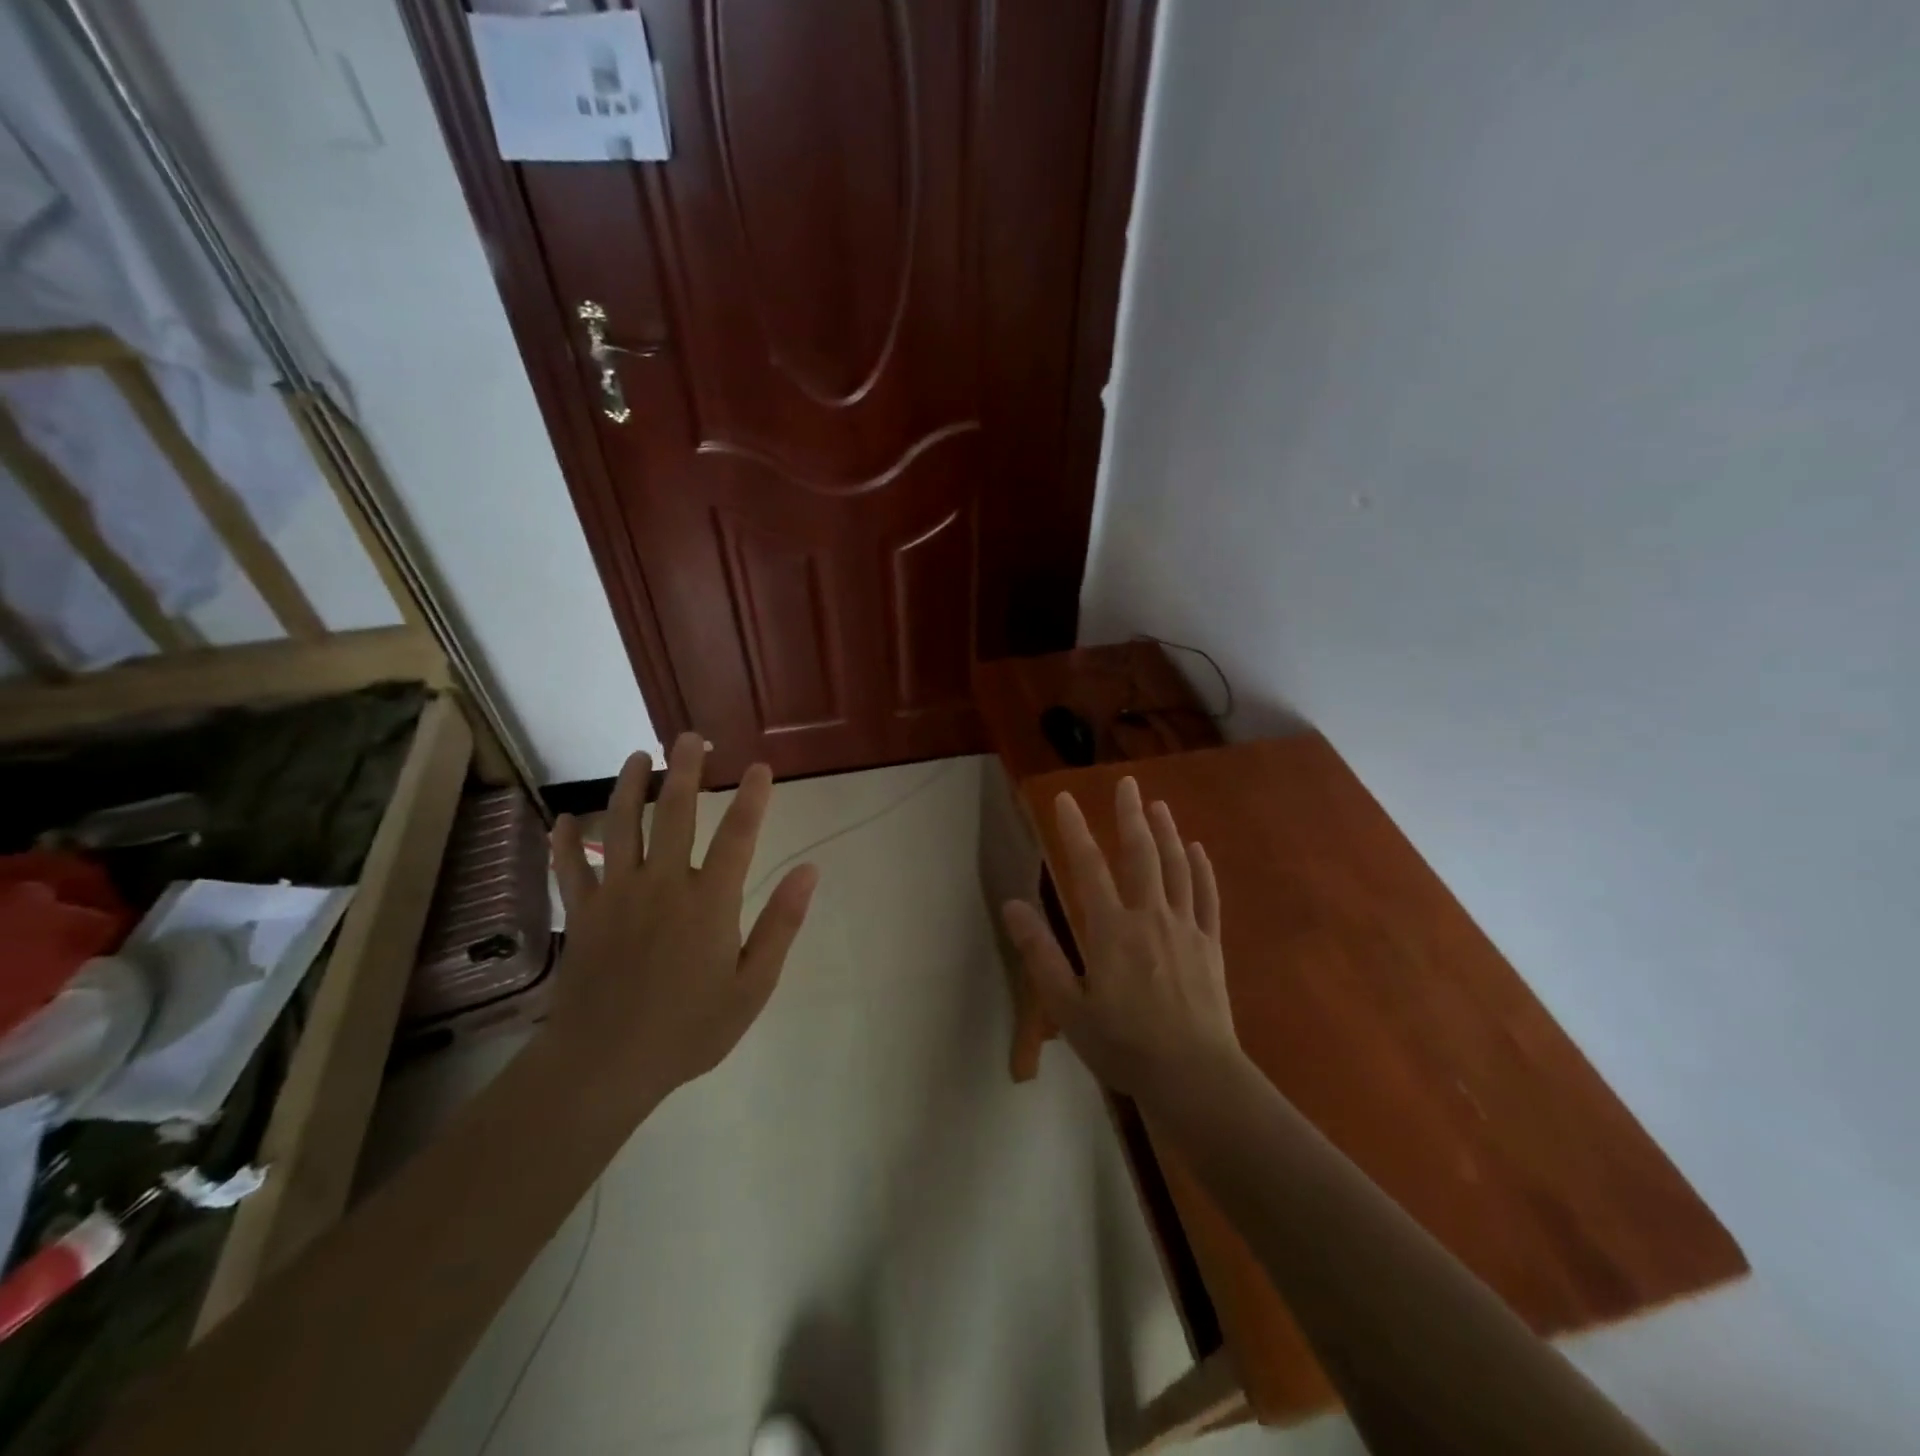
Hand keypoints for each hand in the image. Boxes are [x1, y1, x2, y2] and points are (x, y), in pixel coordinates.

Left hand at [548, 732, 817, 1112]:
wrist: (605, 1065)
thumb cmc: (689, 1029)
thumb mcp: (753, 986)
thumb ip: (781, 924)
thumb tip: (809, 870)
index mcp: (709, 901)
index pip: (738, 834)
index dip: (752, 796)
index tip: (760, 767)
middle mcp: (662, 884)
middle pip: (674, 812)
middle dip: (684, 769)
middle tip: (691, 737)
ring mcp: (616, 895)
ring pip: (620, 825)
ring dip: (629, 786)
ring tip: (638, 757)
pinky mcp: (582, 913)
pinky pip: (569, 866)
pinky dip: (566, 839)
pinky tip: (567, 817)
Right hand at [1002, 776, 1240, 1103]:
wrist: (1193, 1075)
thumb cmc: (1123, 1044)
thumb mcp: (1067, 1006)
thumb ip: (1040, 952)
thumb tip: (1012, 904)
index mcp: (1110, 929)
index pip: (1088, 867)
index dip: (1074, 830)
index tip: (1066, 799)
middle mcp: (1149, 916)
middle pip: (1139, 854)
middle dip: (1130, 816)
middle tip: (1127, 783)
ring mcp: (1185, 928)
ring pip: (1175, 868)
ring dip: (1166, 832)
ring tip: (1159, 805)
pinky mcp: (1210, 945)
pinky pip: (1206, 897)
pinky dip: (1201, 870)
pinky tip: (1197, 850)